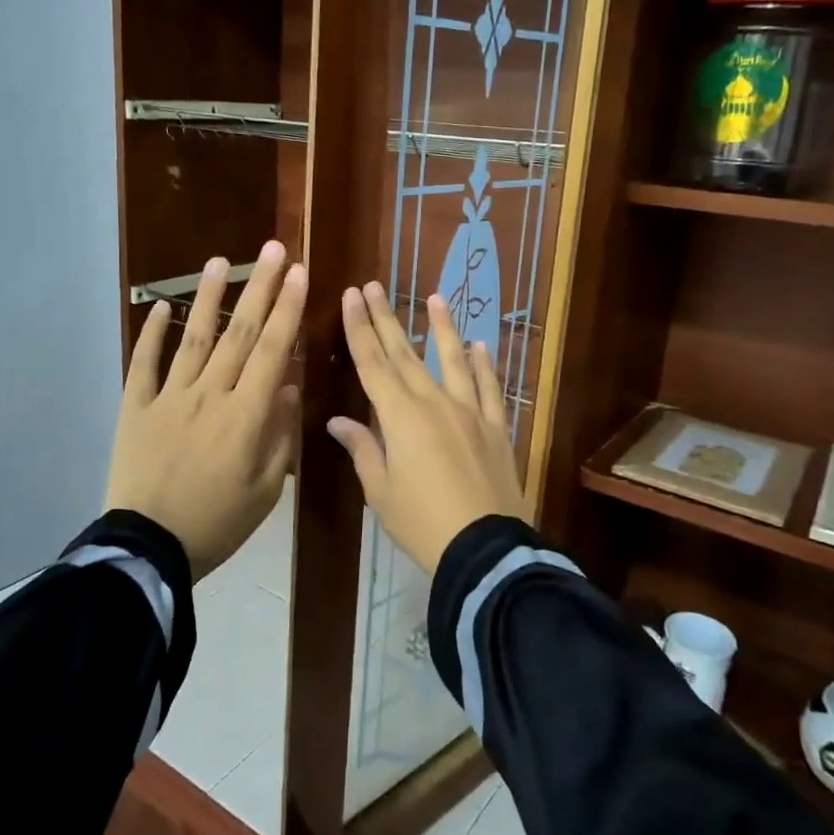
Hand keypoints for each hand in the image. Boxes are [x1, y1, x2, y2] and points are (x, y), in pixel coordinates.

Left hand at [104, 241, 304, 577]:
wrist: (148, 548)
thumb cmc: (217, 524)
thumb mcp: (266, 490)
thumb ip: (280, 435)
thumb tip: (290, 386)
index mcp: (245, 416)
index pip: (272, 352)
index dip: (288, 310)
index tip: (300, 274)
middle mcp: (209, 395)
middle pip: (239, 334)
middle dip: (260, 289)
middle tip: (273, 249)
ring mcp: (168, 398)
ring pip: (193, 338)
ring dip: (209, 298)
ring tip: (222, 261)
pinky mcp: (135, 408)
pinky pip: (143, 364)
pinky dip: (150, 334)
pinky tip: (159, 306)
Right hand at [327, 281, 525, 575]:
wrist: (484, 548)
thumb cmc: (422, 522)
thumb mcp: (380, 491)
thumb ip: (362, 449)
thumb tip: (338, 421)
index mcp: (400, 417)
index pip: (373, 363)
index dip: (359, 329)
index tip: (352, 296)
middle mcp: (434, 403)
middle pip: (405, 354)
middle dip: (387, 318)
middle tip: (375, 286)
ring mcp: (469, 412)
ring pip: (452, 360)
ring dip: (443, 328)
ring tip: (436, 298)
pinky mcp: (495, 427)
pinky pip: (489, 388)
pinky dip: (484, 365)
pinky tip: (480, 345)